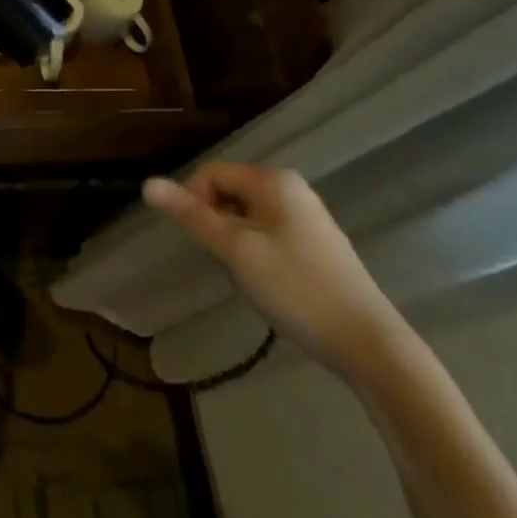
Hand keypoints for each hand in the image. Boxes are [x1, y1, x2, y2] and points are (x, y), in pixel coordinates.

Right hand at [143, 164, 405, 380]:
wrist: (369, 344)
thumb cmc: (296, 288)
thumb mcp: (235, 250)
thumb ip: (191, 215)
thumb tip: (147, 184)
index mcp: (273, 180)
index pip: (211, 173)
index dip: (195, 203)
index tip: (203, 244)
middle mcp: (292, 188)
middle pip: (229, 193)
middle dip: (218, 225)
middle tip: (228, 264)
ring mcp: (308, 216)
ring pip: (248, 217)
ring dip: (237, 243)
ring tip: (251, 278)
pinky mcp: (318, 244)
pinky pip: (270, 233)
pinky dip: (258, 253)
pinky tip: (272, 285)